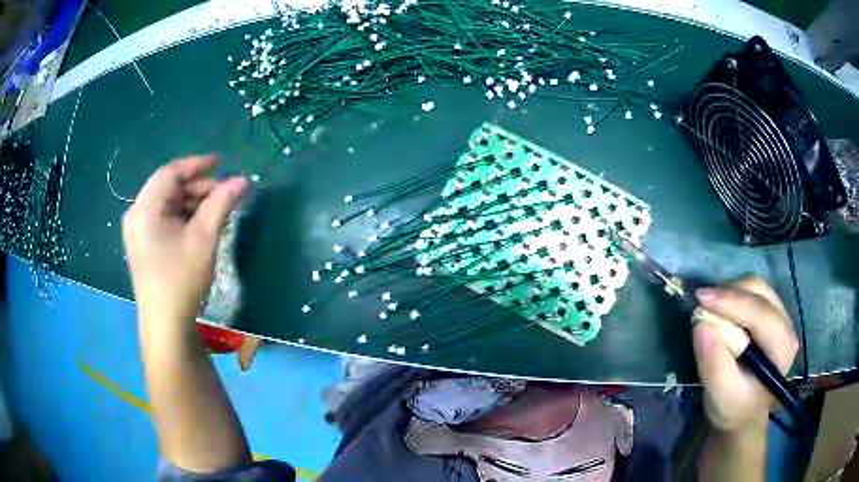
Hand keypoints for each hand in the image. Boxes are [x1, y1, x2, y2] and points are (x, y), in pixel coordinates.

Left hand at [122, 155, 247, 323]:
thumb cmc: (181, 280)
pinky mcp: (140, 243)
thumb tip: (242, 181)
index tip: (222, 162)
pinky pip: (161, 217)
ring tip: (214, 209)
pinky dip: (180, 216)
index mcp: (145, 208)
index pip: (171, 173)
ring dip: (190, 201)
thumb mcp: (204, 239)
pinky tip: (197, 224)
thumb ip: (221, 203)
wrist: (165, 324)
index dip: (197, 165)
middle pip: (167, 187)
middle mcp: (135, 213)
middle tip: (223, 193)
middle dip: (196, 187)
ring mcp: (136, 229)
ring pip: (165, 202)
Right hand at [692, 276, 798, 432]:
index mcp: (782, 349)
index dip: (733, 302)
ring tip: (710, 310)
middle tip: (702, 306)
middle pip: (760, 293)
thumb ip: (714, 365)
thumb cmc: (733, 409)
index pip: (761, 314)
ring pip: (755, 287)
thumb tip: (700, 325)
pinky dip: (732, 296)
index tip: (701, 299)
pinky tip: (721, 312)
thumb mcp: (721, 396)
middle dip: (730, 295)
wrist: (742, 412)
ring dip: (730, 293)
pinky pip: (751, 292)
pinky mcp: (770, 312)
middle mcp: (786, 325)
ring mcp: (780, 315)